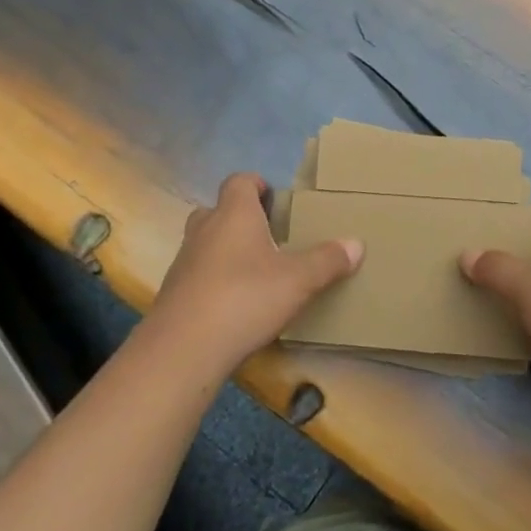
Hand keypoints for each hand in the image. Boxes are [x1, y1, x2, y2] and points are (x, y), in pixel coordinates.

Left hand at [148, 172, 361, 377]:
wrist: (183, 349)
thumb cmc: (245, 298)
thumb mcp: (298, 280)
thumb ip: (327, 261)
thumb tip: (356, 244)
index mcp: (234, 214)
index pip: (239, 181)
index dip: (256, 184)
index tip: (274, 198)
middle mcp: (204, 229)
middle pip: (218, 209)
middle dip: (240, 218)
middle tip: (267, 236)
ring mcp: (184, 261)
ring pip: (205, 242)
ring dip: (225, 249)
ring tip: (254, 271)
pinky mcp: (173, 293)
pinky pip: (197, 274)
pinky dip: (213, 280)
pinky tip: (234, 304)